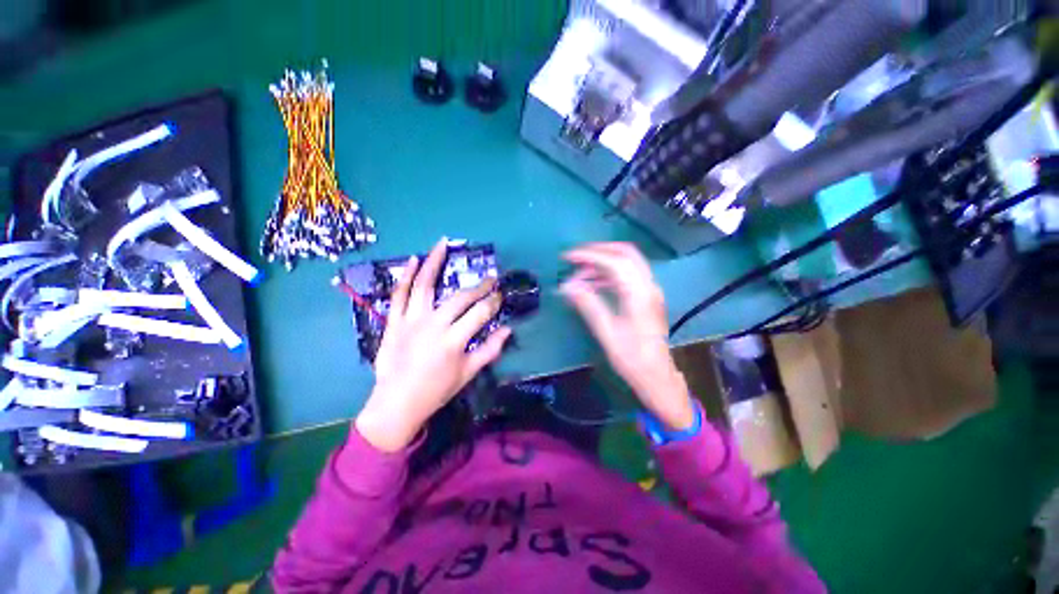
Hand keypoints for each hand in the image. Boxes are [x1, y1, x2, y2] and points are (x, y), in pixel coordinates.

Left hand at [355, 238, 511, 451]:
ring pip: (425, 286)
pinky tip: (414, 260)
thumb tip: (508, 329)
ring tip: (443, 243)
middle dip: (479, 286)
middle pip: (460, 298)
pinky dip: (407, 276)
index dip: (493, 301)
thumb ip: (490, 349)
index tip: (501, 294)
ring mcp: (412, 321)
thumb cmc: (436, 390)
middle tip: (491, 278)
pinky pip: (399, 294)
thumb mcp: (468, 373)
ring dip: (435, 262)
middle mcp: (434, 325)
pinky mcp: (395, 321)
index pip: (480, 313)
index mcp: (454, 340)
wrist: (397, 402)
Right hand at [559, 242, 694, 430]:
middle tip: (575, 259)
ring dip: (602, 263)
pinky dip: (609, 274)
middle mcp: (648, 286)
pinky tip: (593, 285)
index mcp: (639, 294)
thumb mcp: (607, 332)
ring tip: (579, 276)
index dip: (589, 255)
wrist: (657, 376)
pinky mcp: (646, 296)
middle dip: (598, 251)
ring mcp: (650, 290)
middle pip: (625, 253)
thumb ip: (588, 305)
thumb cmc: (633, 358)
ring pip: (627, 262)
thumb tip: (567, 286)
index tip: (568, 257)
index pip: (614, 261)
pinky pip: (627, 275)